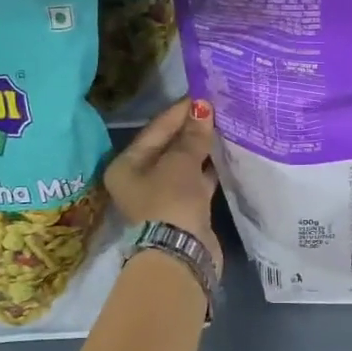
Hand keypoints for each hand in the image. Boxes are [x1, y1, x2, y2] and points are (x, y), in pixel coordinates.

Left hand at [105, 98, 222, 274]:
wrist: (181, 254)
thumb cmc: (170, 200)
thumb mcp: (181, 162)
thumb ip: (193, 135)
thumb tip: (202, 107)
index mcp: (126, 165)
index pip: (155, 130)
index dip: (179, 112)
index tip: (203, 96)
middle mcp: (139, 179)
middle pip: (167, 146)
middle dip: (191, 130)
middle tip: (217, 109)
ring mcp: (161, 196)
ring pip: (183, 165)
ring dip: (201, 149)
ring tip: (224, 127)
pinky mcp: (182, 209)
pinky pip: (195, 181)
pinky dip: (208, 169)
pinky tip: (225, 154)